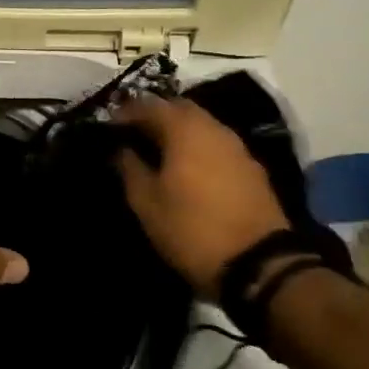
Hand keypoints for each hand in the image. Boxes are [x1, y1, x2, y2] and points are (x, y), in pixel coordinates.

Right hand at [115, 96, 289, 299]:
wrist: (259, 263)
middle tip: (135, 137)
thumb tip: (121, 149)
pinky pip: (217, 145)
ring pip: (202, 126)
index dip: (126, 112)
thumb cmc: (191, 229)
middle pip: (180, 109)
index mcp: (185, 130)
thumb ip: (130, 169)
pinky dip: (198, 148)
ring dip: (179, 132)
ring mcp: (238, 147)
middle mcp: (214, 128)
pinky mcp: (252, 168)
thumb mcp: (147, 204)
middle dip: (156, 117)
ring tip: (159, 154)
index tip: (110, 127)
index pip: (149, 105)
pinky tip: (188, 170)